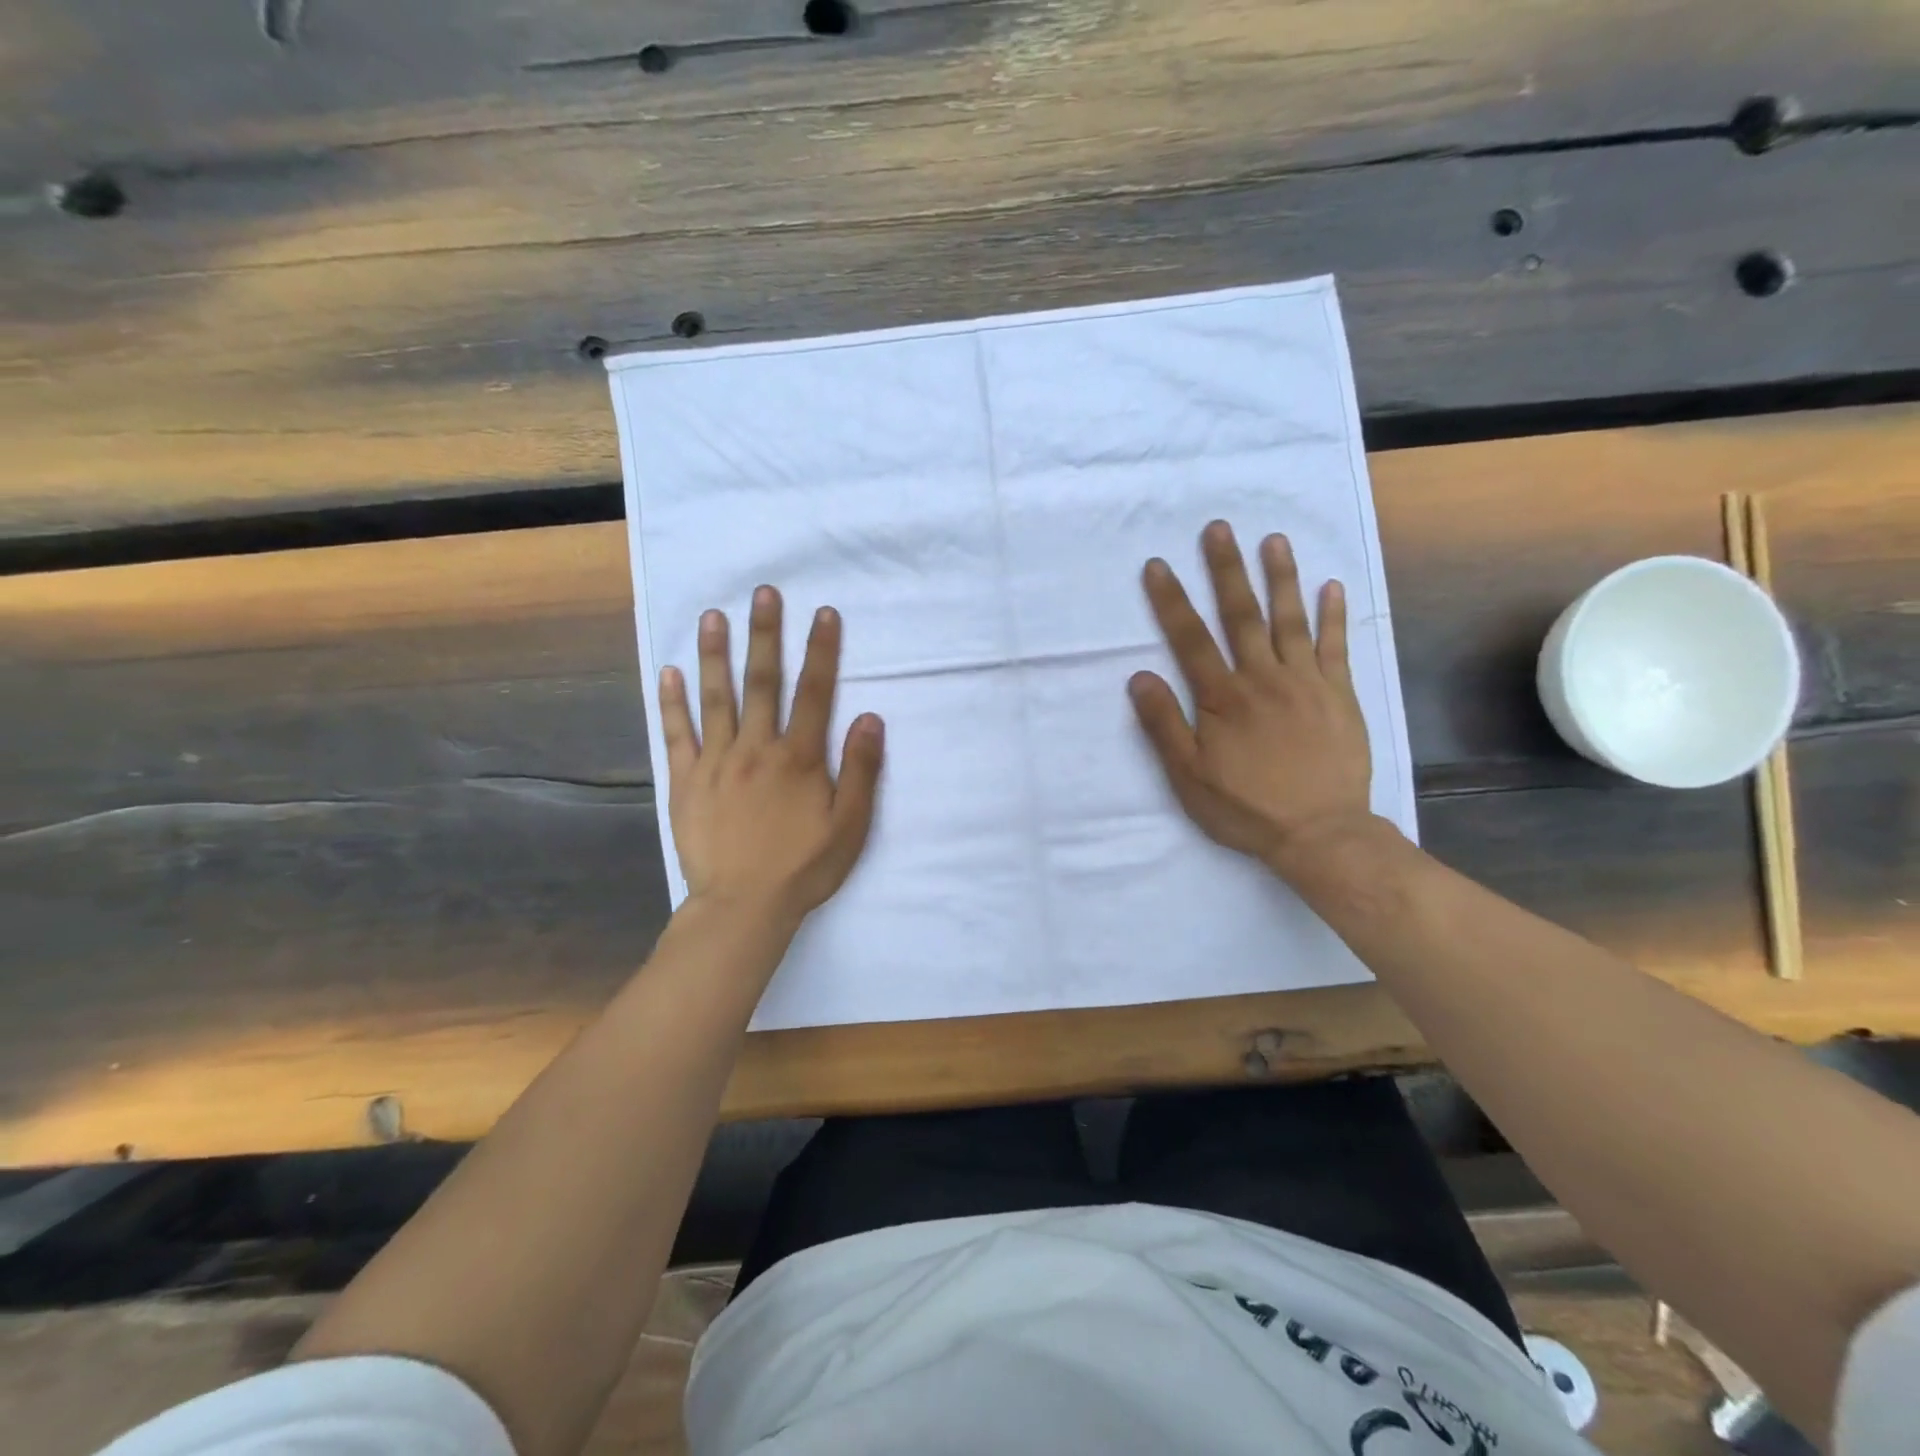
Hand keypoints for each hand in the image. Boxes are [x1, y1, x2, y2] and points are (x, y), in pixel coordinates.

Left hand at [660, 587, 883, 929]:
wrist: (743, 906)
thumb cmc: (803, 867)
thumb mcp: (850, 826)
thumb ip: (862, 771)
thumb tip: (871, 718)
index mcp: (800, 758)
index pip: (815, 693)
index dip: (822, 651)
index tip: (824, 613)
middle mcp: (757, 748)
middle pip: (762, 682)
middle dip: (765, 635)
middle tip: (763, 593)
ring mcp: (717, 762)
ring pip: (716, 698)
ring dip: (715, 655)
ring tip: (712, 616)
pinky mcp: (686, 781)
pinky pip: (678, 734)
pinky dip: (672, 702)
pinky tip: (669, 672)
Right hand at [1129, 521, 1375, 873]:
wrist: (1321, 833)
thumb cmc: (1246, 808)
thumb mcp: (1189, 776)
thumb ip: (1164, 724)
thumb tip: (1139, 677)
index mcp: (1223, 697)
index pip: (1190, 639)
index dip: (1171, 600)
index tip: (1158, 566)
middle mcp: (1263, 678)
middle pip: (1241, 615)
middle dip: (1226, 570)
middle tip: (1218, 529)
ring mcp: (1306, 682)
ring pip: (1290, 620)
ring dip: (1280, 577)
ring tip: (1272, 540)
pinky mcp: (1339, 694)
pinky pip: (1336, 646)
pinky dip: (1333, 615)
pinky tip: (1330, 586)